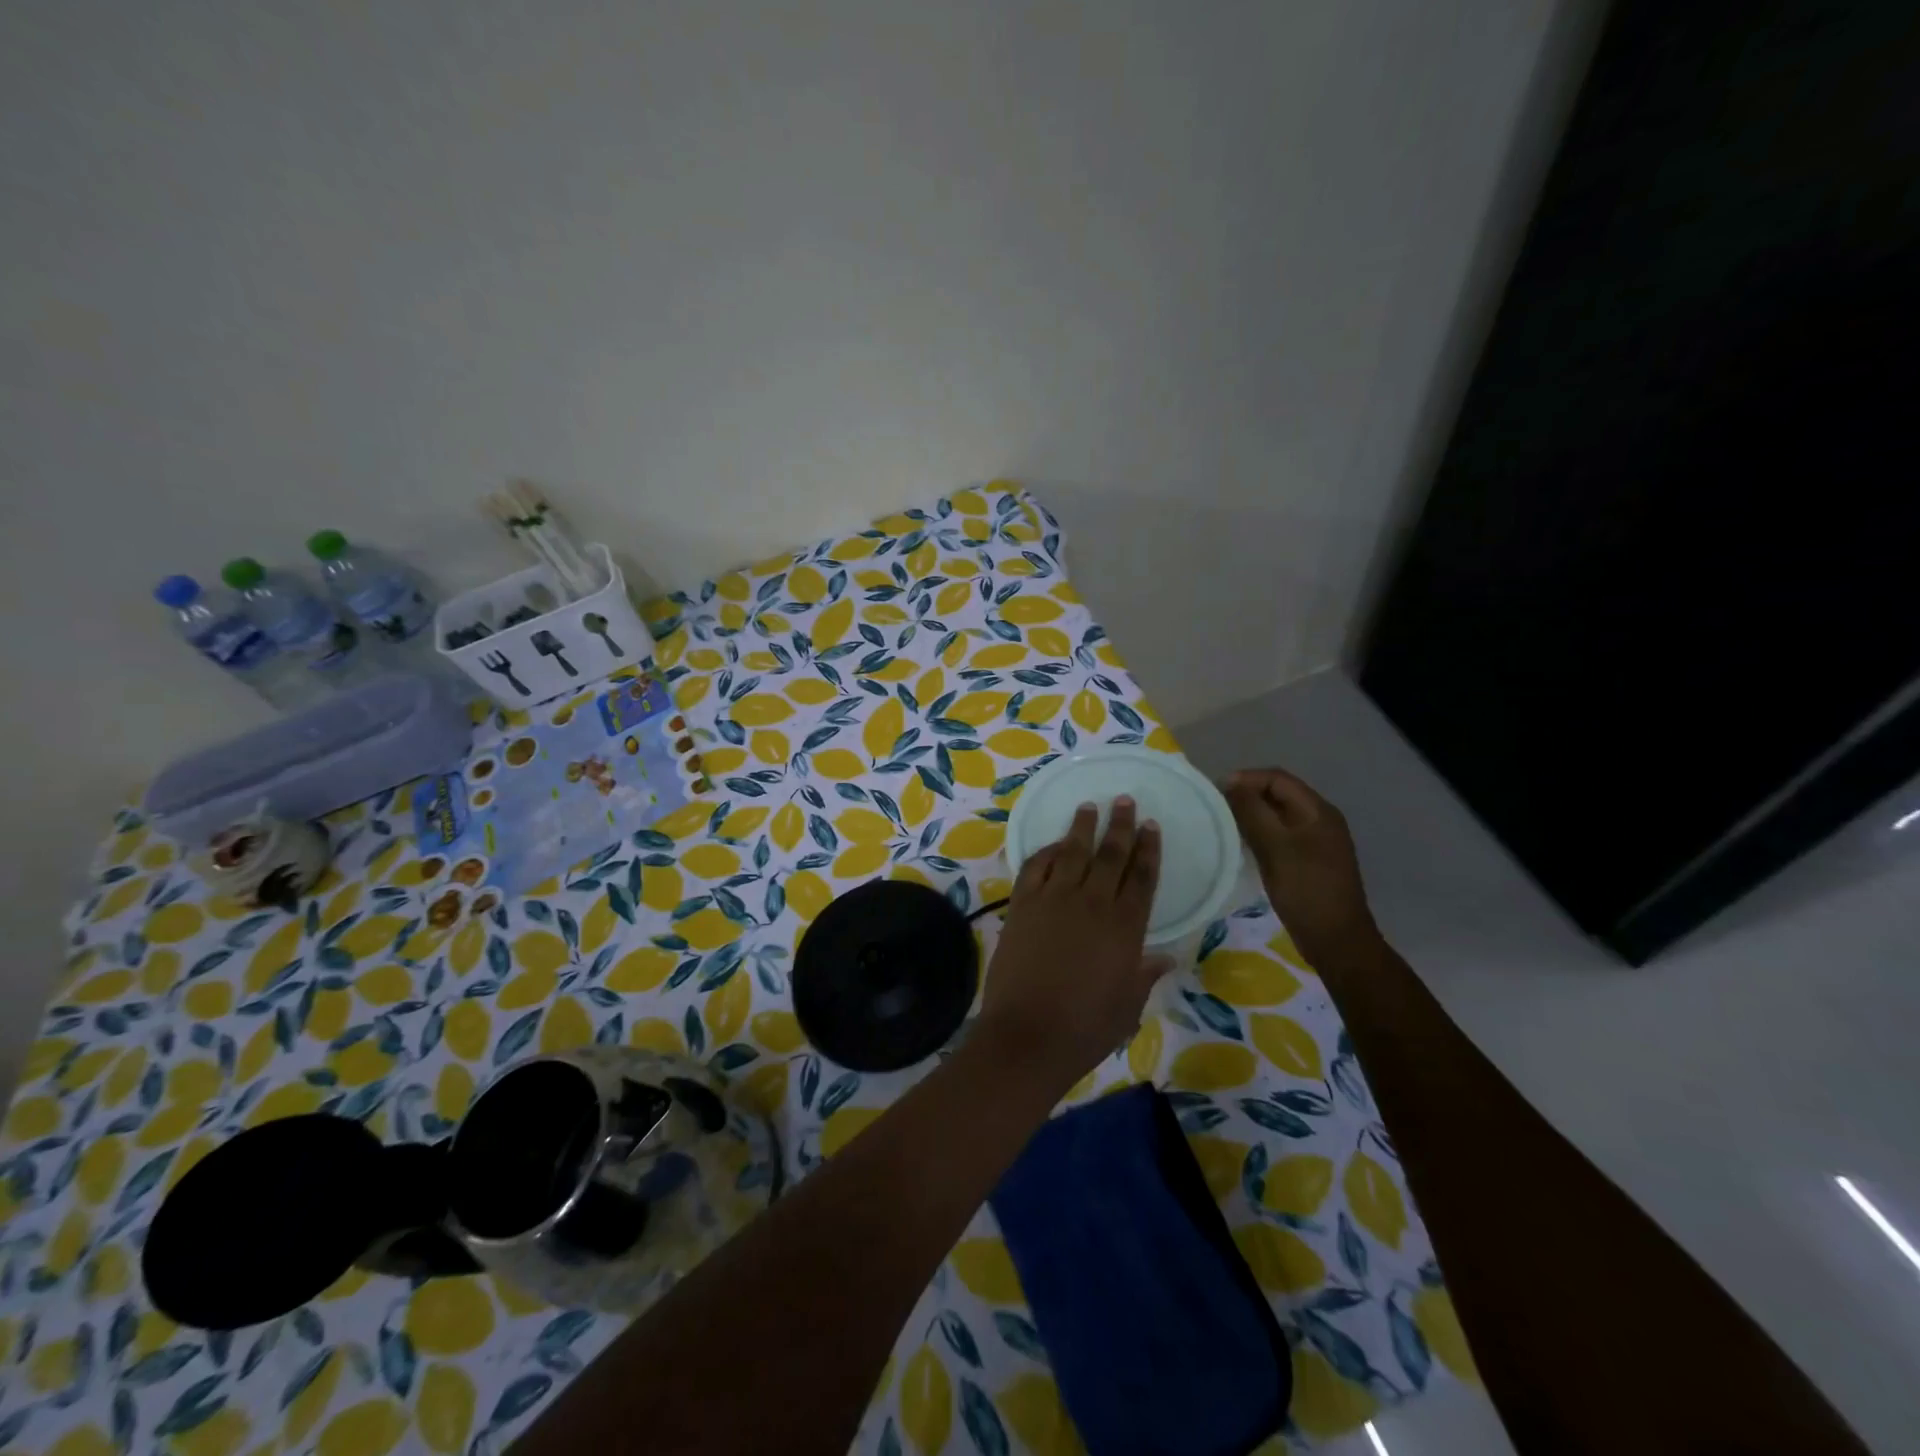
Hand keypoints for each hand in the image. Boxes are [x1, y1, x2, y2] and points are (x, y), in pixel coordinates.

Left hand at [980, 798, 1166, 1089]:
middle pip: (1110, 855)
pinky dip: (1046, 852)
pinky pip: (1035, 867)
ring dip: (1082, 827)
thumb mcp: (1127, 1007)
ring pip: (1072, 853)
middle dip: (1119, 826)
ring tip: (1089, 806)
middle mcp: (1092, 904)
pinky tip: (1054, 845)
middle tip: (1124, 800)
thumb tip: (1166, 957)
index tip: (1151, 825)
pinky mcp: (1022, 905)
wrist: (1027, 1035)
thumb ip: (1145, 976)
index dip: (1148, 849)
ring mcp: (1053, 900)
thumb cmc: (1085, 1028)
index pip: (1142, 877)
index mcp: (1125, 928)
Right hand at [1224, 768, 1376, 964]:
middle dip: (1247, 795)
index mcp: (1318, 811)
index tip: (1216, 791)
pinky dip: (1260, 833)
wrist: (1336, 940)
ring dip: (1252, 814)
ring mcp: (1317, 842)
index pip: (1278, 779)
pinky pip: (1280, 835)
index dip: (1246, 779)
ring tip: (1224, 824)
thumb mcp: (1275, 847)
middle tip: (1216, 807)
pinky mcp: (1309, 861)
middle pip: (1279, 794)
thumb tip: (1231, 784)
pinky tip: (1242, 845)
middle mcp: (1320, 820)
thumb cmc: (1306, 889)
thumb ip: (1252, 812)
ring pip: (1278, 816)